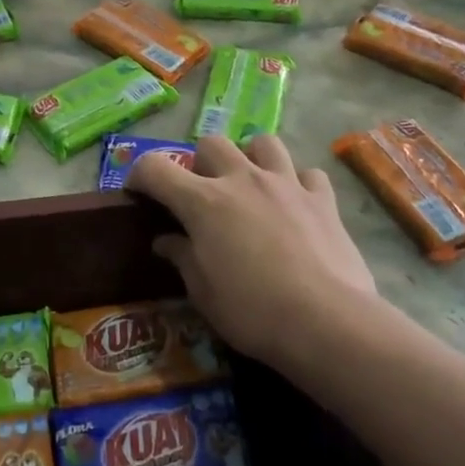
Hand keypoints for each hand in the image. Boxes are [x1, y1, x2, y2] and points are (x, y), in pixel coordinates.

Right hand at [126, 135, 387, 385]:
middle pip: (211, 143)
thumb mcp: (203, 292)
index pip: (155, 168)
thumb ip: (182, 257)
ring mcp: (286, 184)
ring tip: (250, 186)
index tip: (138, 195)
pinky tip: (295, 205)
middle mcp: (242, 180)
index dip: (139, 176)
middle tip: (203, 196)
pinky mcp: (323, 199)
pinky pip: (307, 174)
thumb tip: (165, 240)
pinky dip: (297, 184)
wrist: (325, 322)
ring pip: (263, 143)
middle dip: (199, 163)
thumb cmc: (251, 311)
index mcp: (203, 202)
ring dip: (250, 158)